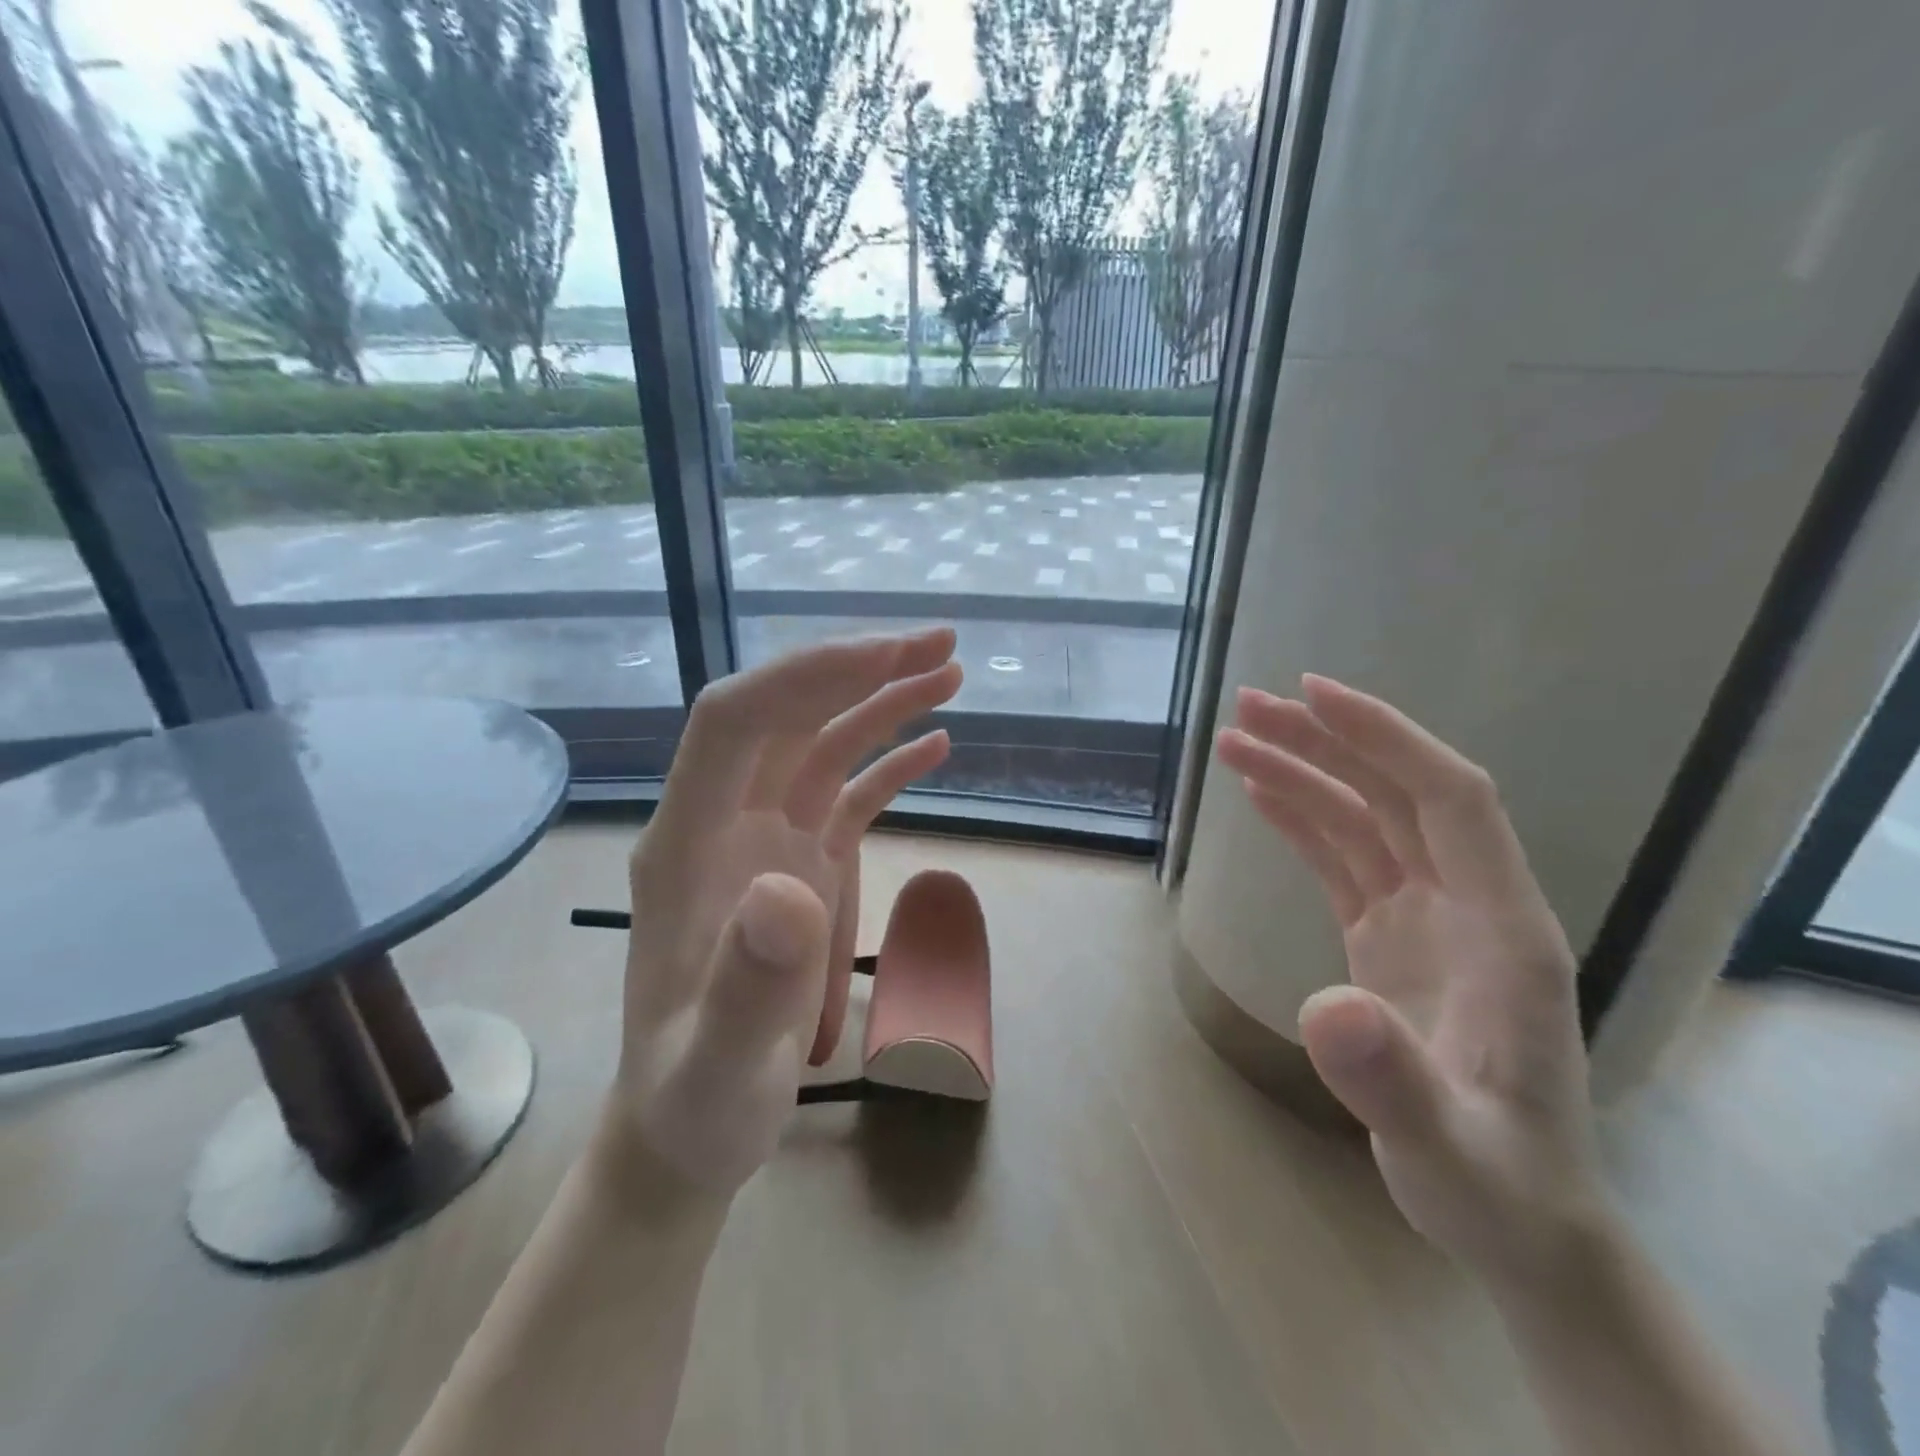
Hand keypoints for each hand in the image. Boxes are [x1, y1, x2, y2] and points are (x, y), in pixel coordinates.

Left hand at [609, 629, 961, 1193]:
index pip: (734, 721)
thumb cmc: (697, 1104)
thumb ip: (746, 986)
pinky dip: (888, 760)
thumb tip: (787, 886)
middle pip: (786, 715)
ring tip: (949, 674)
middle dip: (859, 671)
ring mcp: (762, 840)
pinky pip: (844, 792)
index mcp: (687, 846)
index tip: (888, 656)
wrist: (692, 1127)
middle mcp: (721, 823)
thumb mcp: (720, 1069)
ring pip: (821, 743)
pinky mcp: (798, 863)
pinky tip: (936, 744)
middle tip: (942, 646)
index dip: (806, 677)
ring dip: (881, 703)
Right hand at [1216, 676, 1609, 1287]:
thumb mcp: (1447, 1148)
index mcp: (1504, 929)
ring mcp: (1428, 919)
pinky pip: (1345, 859)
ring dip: (1304, 773)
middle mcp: (1468, 905)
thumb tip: (1326, 1007)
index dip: (1384, 738)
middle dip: (1325, 742)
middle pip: (1395, 794)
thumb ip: (1393, 1080)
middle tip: (1248, 708)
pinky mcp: (1391, 937)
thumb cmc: (1496, 1184)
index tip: (1313, 694)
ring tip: (1235, 740)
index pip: (1448, 799)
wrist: (1515, 1216)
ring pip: (1364, 819)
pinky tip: (1263, 794)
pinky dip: (1302, 820)